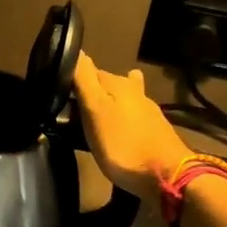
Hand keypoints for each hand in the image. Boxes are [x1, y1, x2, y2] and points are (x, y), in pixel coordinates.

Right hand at [72, 53, 194, 201]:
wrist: (167, 176)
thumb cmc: (123, 144)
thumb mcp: (95, 111)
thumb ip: (84, 81)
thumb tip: (77, 50)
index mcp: (117, 84)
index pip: (89, 71)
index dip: (74, 78)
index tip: (59, 90)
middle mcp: (135, 92)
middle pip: (107, 85)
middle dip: (92, 90)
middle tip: (72, 106)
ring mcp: (148, 111)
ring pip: (122, 99)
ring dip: (109, 103)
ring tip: (93, 112)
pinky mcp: (154, 130)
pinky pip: (131, 117)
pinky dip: (121, 118)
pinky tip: (118, 125)